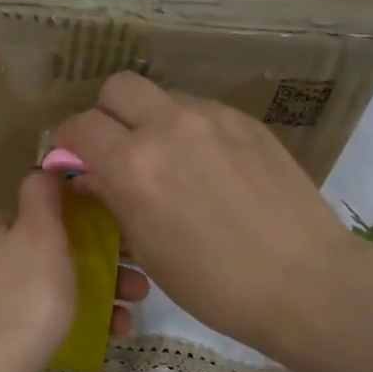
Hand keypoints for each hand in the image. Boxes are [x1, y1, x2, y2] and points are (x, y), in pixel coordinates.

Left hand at [0, 172, 149, 371]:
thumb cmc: (22, 299)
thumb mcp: (39, 235)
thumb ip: (42, 196)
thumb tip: (43, 171)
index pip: (28, 218)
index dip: (73, 228)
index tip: (111, 245)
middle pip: (37, 257)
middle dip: (92, 269)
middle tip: (133, 288)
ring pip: (37, 293)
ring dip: (86, 300)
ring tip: (126, 319)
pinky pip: (25, 324)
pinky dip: (60, 326)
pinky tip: (97, 338)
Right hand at [53, 72, 348, 357]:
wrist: (305, 281)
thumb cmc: (214, 284)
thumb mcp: (147, 249)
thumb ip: (112, 199)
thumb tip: (90, 176)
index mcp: (134, 165)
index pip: (80, 126)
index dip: (67, 142)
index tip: (72, 161)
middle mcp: (169, 126)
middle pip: (118, 87)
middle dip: (105, 114)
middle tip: (114, 149)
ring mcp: (213, 118)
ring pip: (162, 95)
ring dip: (149, 119)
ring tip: (165, 159)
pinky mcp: (247, 122)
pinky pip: (200, 110)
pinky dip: (187, 128)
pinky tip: (205, 166)